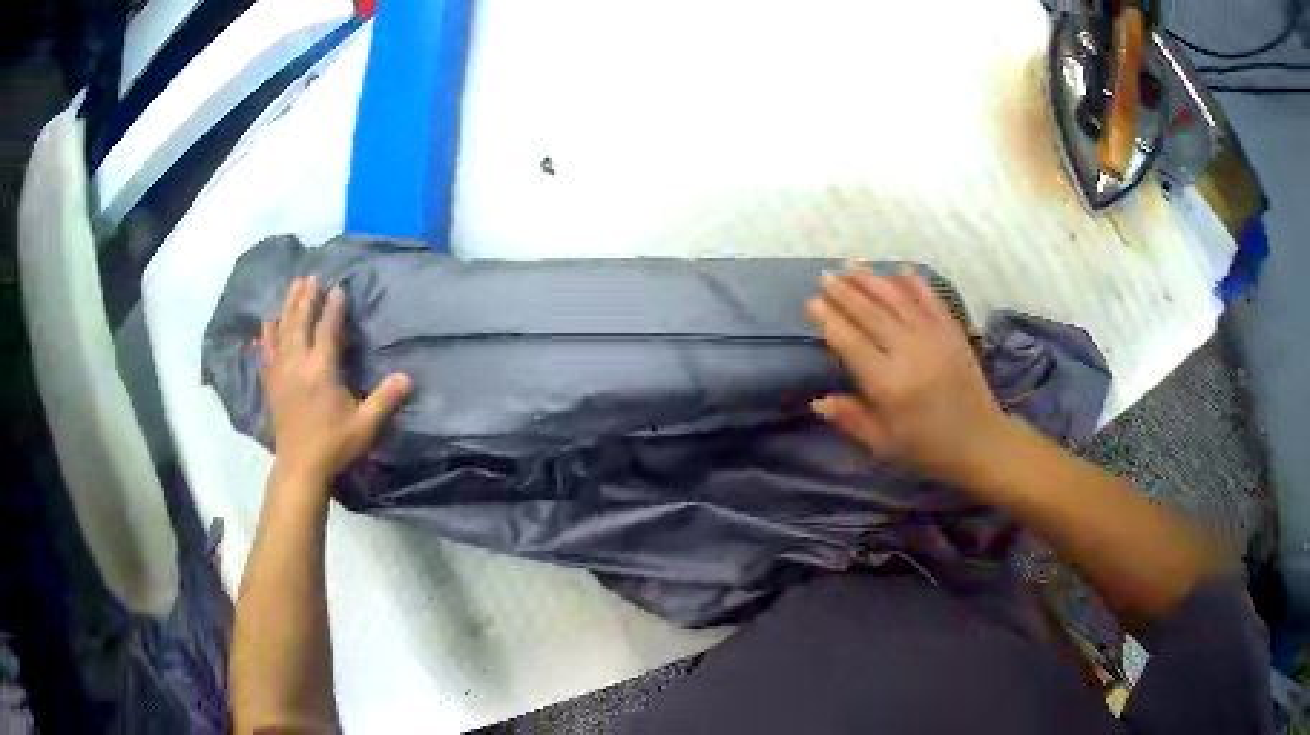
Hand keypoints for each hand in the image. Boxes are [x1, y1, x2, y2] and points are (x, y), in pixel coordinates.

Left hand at [258, 276, 411, 484]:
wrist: (301, 468)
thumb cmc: (334, 445)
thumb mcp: (365, 425)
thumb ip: (385, 400)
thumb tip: (407, 378)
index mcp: (321, 370)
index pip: (327, 329)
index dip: (333, 307)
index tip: (338, 288)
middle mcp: (298, 365)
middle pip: (299, 323)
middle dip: (305, 298)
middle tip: (310, 277)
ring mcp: (281, 374)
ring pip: (281, 332)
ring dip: (287, 308)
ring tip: (292, 288)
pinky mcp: (272, 386)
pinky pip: (266, 354)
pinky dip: (266, 338)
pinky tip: (264, 326)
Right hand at [805, 266, 1011, 484]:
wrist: (980, 442)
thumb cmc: (927, 449)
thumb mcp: (884, 445)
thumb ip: (851, 420)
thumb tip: (819, 401)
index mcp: (888, 385)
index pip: (851, 342)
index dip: (829, 319)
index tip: (812, 303)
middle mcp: (909, 353)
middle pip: (871, 313)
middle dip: (845, 292)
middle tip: (825, 276)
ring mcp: (934, 338)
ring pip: (898, 299)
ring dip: (872, 280)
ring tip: (851, 266)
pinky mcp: (953, 332)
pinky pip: (931, 299)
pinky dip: (914, 282)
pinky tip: (899, 268)